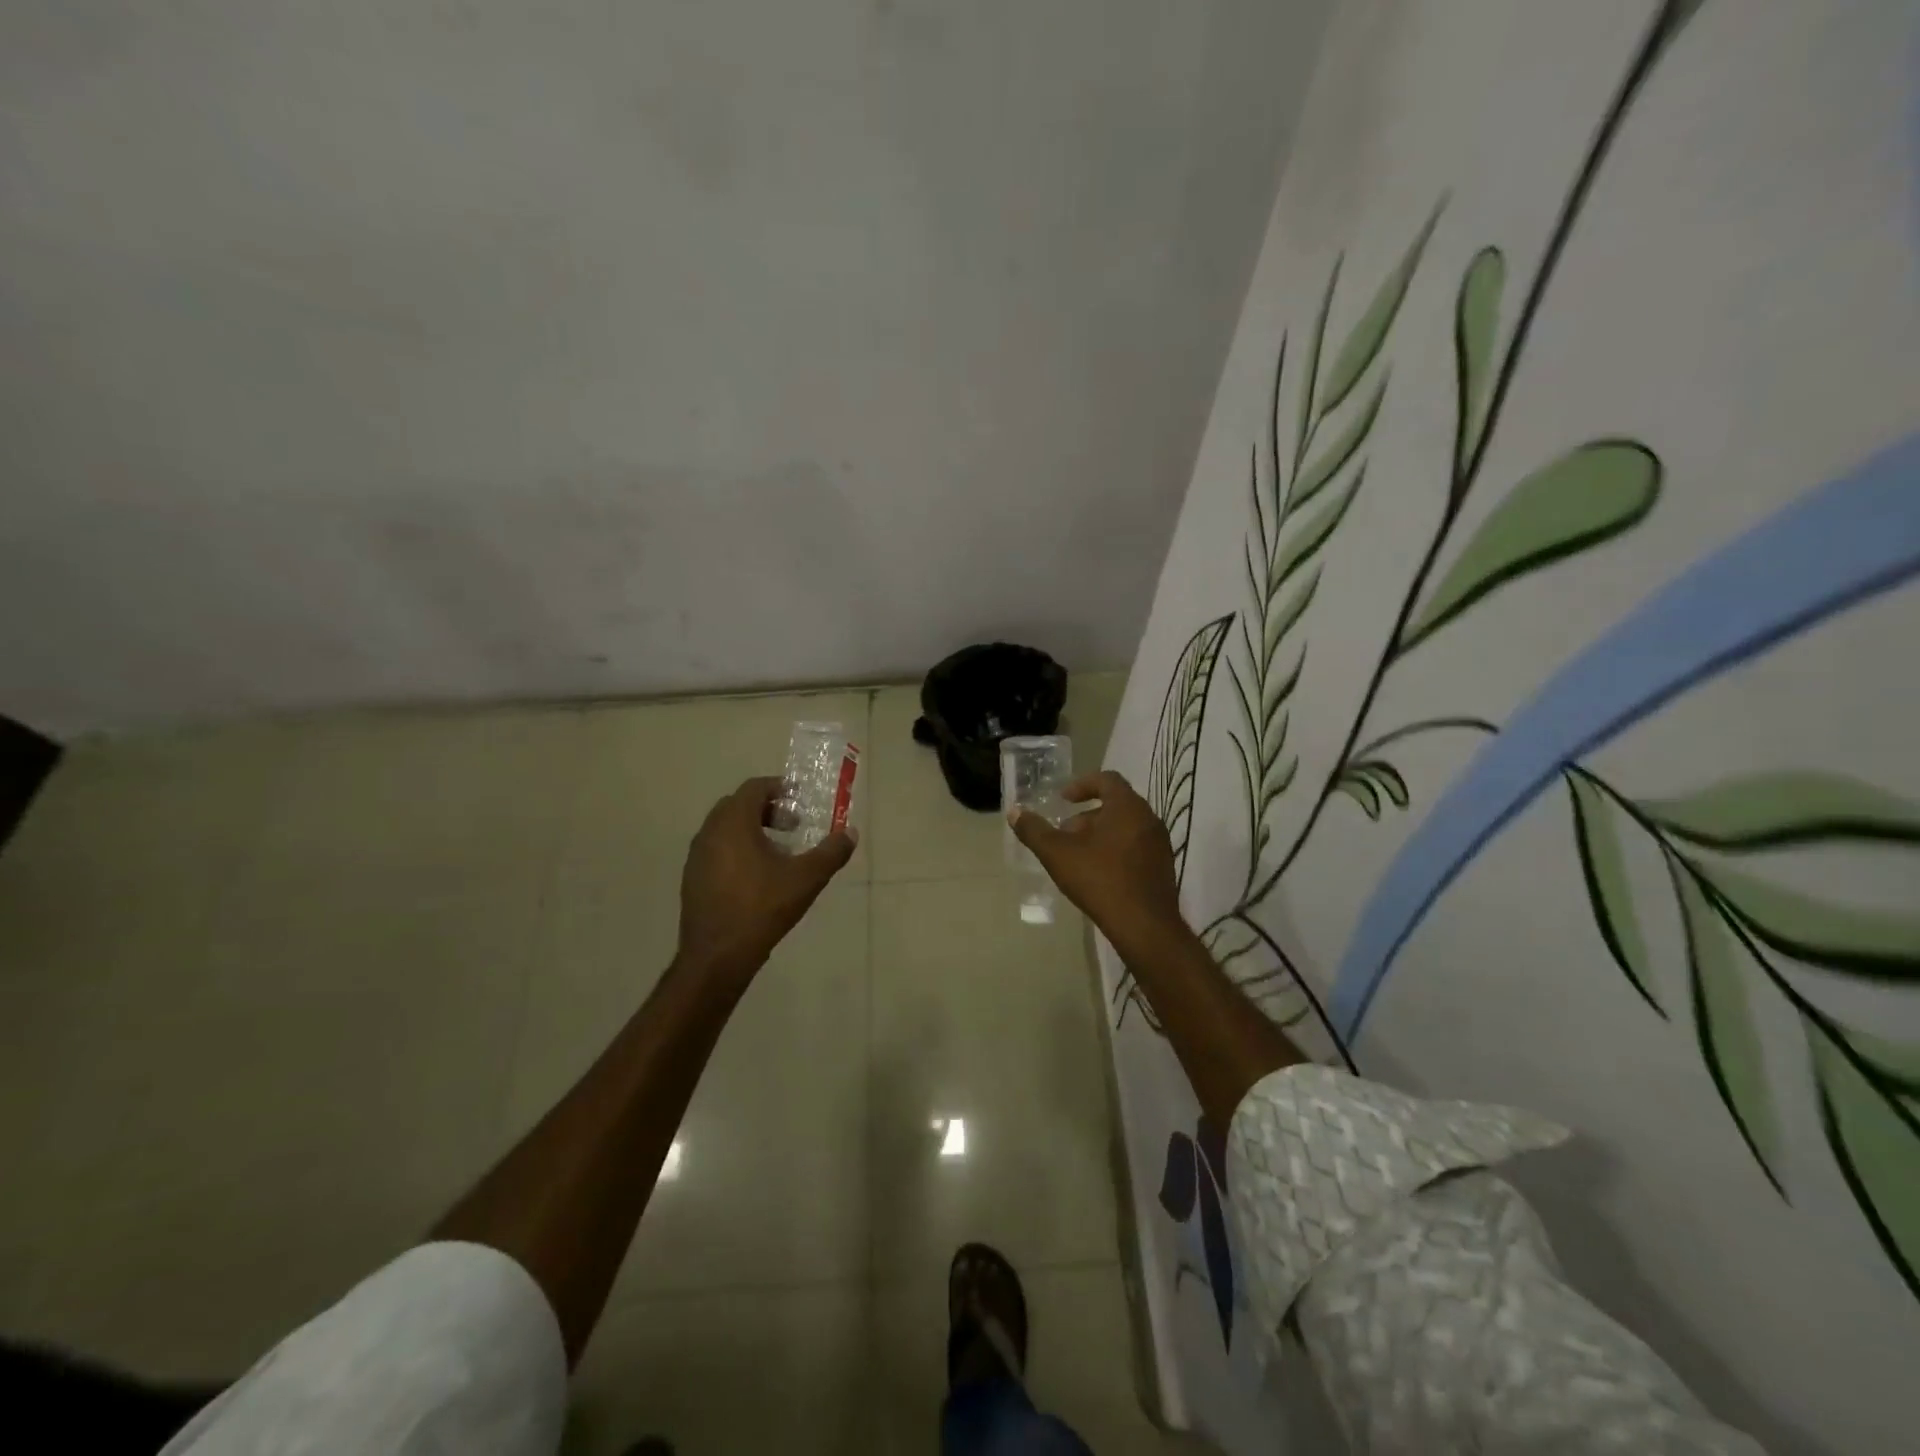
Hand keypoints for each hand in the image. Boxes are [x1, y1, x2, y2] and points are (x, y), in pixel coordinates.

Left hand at [678, 777, 856, 986]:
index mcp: (733, 823)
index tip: (799, 799)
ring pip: (725, 829)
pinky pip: (716, 850)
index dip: (778, 788)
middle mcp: (709, 833)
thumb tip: (850, 833)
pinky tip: (756, 877)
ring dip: (751, 830)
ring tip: (778, 852)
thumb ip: (831, 852)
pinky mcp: (692, 879)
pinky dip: (736, 850)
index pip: (753, 788)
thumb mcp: (806, 879)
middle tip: (792, 825)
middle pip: (737, 806)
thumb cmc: (762, 909)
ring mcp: (696, 857)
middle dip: (766, 809)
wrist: (717, 956)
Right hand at [1009, 770, 1185, 951]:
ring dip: (1100, 834)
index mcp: (1127, 807)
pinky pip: (1136, 847)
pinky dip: (1115, 849)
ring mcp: (1159, 844)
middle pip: (1116, 804)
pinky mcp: (1163, 867)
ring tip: (1077, 856)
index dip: (1082, 785)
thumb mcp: (1058, 854)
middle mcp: (1149, 819)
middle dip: (1086, 815)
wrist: (1144, 926)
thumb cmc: (1100, 880)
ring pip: (1125, 827)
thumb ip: (1034, 831)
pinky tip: (1098, 874)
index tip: (1063, 799)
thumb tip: (1014, 812)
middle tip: (1064, 833)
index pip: (1107, 780)